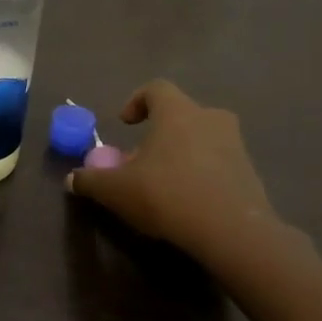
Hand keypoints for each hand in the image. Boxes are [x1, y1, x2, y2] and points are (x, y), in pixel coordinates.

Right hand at [66, 80, 285, 264]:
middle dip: (159, 133)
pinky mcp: (250, 173)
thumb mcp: (116, 190)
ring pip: (202, 139)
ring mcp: (235, 145)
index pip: (156, 89)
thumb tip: (71, 179)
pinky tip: (189, 202)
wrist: (231, 231)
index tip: (125, 123)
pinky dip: (202, 175)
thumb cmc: (167, 194)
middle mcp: (210, 118)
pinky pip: (219, 164)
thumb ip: (91, 181)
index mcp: (178, 111)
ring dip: (182, 154)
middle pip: (181, 114)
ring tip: (165, 183)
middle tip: (142, 160)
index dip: (137, 101)